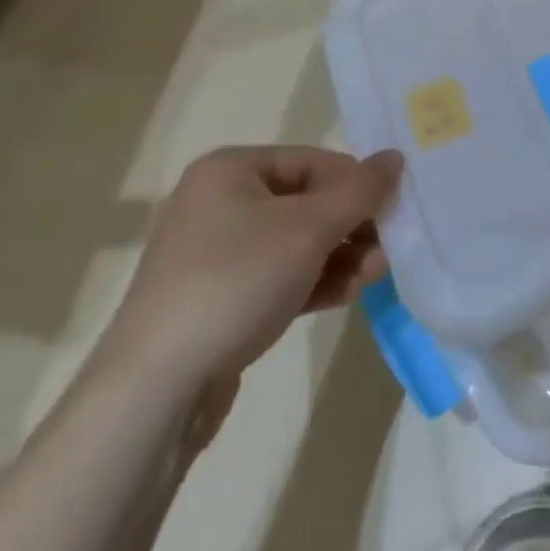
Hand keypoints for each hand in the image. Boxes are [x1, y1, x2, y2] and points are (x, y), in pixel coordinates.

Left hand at [97, 146, 402, 397]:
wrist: (153, 393)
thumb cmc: (236, 282)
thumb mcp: (310, 229)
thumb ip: (360, 191)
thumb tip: (395, 158)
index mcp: (230, 170)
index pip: (313, 161)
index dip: (356, 184)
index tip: (392, 210)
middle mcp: (219, 203)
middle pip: (306, 202)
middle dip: (351, 226)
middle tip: (388, 249)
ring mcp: (215, 255)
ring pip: (295, 243)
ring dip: (339, 256)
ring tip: (374, 277)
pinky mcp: (218, 300)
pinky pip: (277, 276)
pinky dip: (313, 281)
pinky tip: (346, 295)